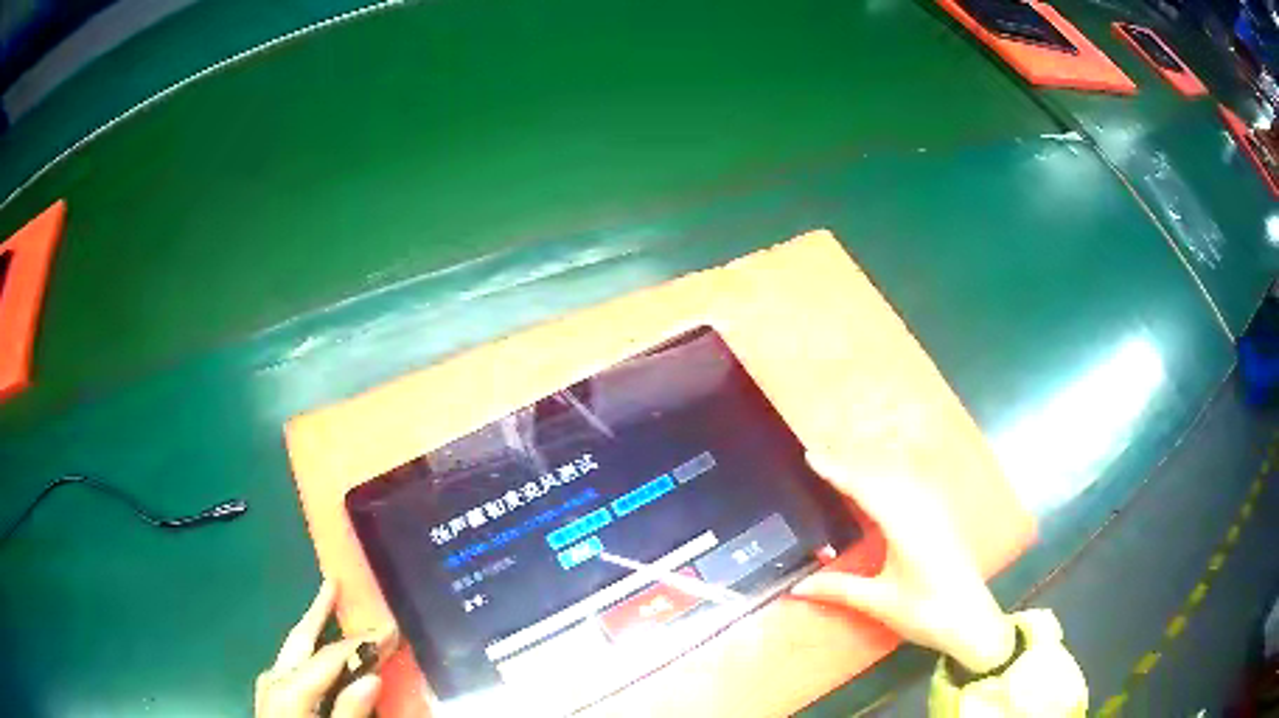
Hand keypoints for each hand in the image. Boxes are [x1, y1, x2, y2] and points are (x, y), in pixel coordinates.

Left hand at [256, 580, 382, 717]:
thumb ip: (350, 712)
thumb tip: (370, 676)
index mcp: (290, 691)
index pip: (329, 657)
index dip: (361, 642)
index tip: (390, 629)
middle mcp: (274, 681)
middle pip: (299, 640)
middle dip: (317, 612)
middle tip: (335, 584)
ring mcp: (267, 688)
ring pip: (290, 650)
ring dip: (310, 629)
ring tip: (325, 609)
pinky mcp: (269, 698)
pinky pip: (288, 665)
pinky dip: (302, 651)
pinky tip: (311, 653)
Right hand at [793, 452, 1016, 673]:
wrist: (972, 620)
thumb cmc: (926, 612)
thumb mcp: (880, 603)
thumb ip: (839, 589)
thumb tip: (795, 587)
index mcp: (905, 526)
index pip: (866, 488)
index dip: (837, 470)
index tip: (810, 455)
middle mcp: (921, 509)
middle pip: (882, 473)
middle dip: (849, 460)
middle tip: (817, 452)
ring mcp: (935, 510)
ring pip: (899, 475)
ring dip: (869, 464)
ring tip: (841, 461)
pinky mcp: (941, 517)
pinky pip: (911, 484)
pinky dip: (888, 474)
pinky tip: (880, 479)